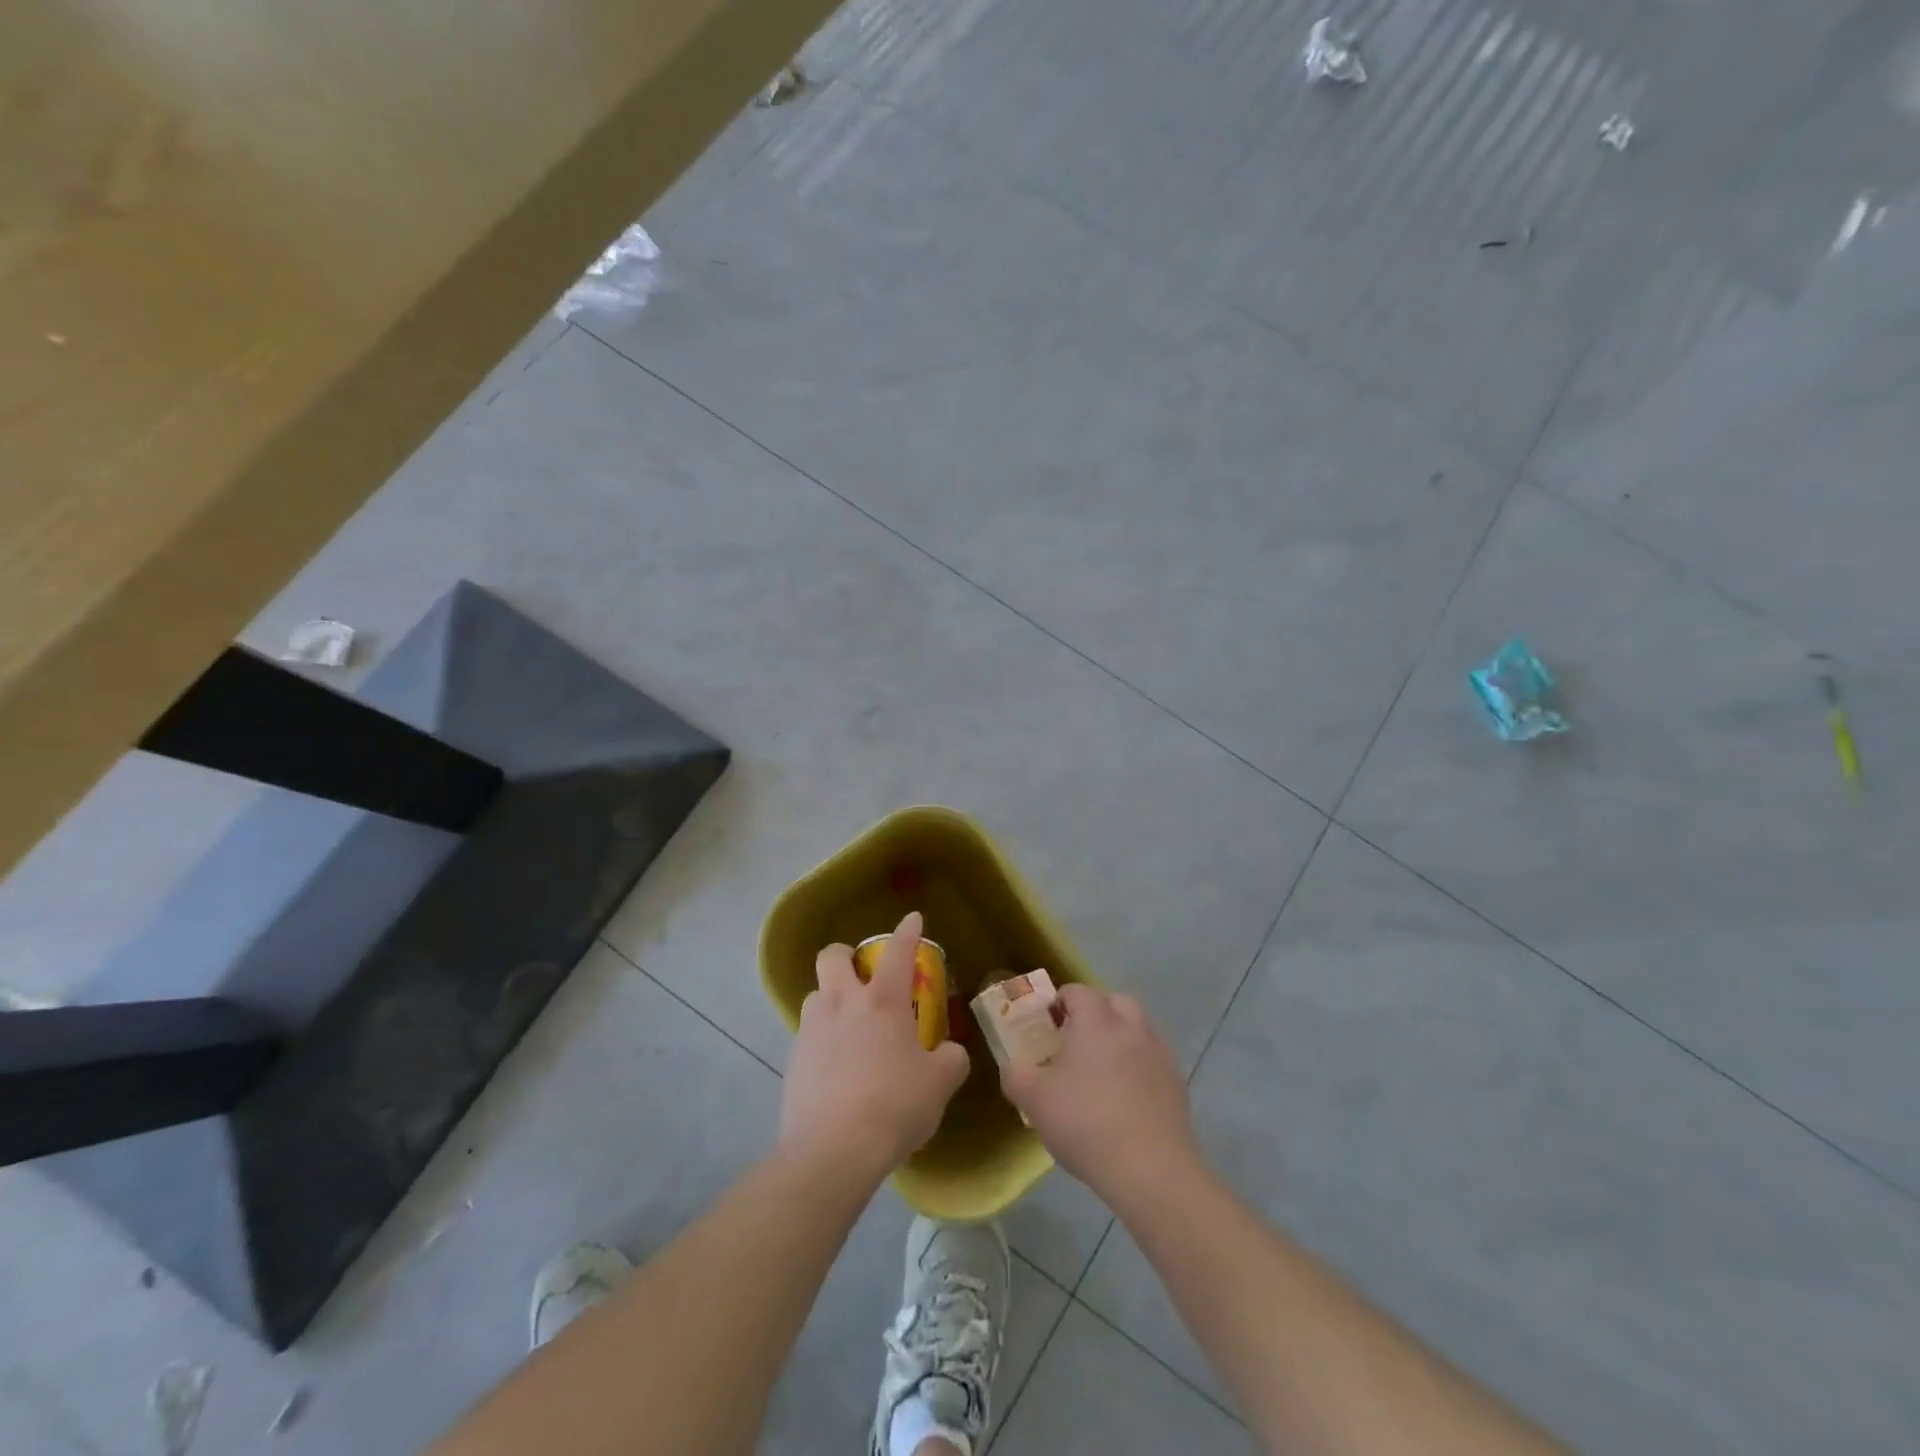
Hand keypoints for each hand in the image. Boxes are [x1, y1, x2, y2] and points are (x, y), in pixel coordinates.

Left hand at [781, 912, 970, 1182]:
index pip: (898, 950)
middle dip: (845, 956)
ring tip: (849, 1028)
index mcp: (883, 1000)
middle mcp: (843, 1003)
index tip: (912, 919)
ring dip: (832, 1001)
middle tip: (862, 975)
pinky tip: (837, 1068)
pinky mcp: (793, 1060)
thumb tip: (949, 1053)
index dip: (907, 931)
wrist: (833, 1150)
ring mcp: (812, 1029)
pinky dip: (823, 1040)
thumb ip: (950, 1060)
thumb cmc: (895, 1105)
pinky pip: (808, 1035)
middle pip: (833, 956)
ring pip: (816, 995)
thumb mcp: (939, 1084)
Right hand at [1001, 984, 1201, 1205]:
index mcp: (1096, 1020)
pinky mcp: (1176, 1083)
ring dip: (1121, 1037)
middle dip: (1096, 1013)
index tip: (1046, 1024)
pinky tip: (1126, 1097)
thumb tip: (1013, 1066)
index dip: (1059, 1002)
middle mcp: (1131, 1026)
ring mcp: (1159, 1053)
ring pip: (1139, 1029)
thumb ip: (1015, 1074)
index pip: (1077, 991)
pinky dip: (1139, 1066)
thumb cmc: (1084, 1122)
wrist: (1149, 1169)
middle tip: (1075, 1041)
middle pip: (1114, 1002)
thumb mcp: (1033, 1099)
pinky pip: (1153, 1060)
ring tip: (1101, 1069)